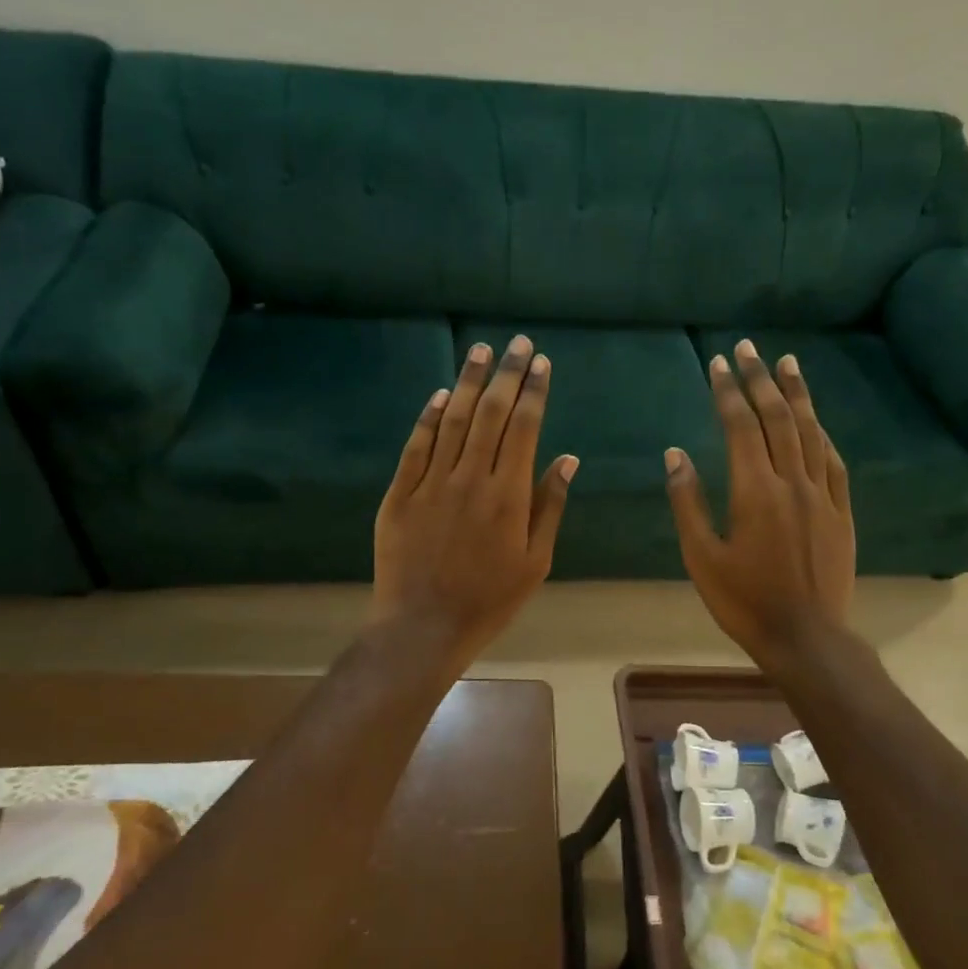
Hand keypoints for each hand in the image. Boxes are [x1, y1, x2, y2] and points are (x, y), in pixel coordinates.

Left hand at [373, 335, 577, 665]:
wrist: (423, 626)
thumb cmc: (489, 599)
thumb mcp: (535, 560)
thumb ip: (550, 506)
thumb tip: (567, 458)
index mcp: (509, 494)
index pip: (525, 427)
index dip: (534, 391)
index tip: (541, 362)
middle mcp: (471, 477)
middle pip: (492, 413)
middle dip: (507, 374)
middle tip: (517, 343)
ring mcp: (431, 482)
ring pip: (453, 419)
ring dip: (470, 382)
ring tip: (481, 350)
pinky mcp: (400, 493)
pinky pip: (417, 445)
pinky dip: (429, 416)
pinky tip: (442, 393)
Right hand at [665, 340, 853, 666]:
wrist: (806, 638)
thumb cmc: (744, 601)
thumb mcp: (701, 557)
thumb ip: (688, 502)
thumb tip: (676, 455)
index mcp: (754, 491)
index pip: (741, 426)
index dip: (728, 391)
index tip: (718, 363)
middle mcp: (792, 482)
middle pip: (777, 418)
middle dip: (760, 379)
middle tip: (750, 348)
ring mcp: (822, 496)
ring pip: (810, 432)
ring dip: (797, 395)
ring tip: (788, 364)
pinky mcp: (841, 512)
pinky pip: (833, 462)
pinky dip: (821, 435)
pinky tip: (815, 422)